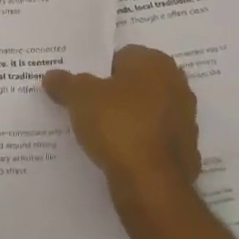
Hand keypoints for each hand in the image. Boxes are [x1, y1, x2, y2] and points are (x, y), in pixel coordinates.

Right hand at [44, 45, 201, 199]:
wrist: (151, 182)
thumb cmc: (117, 124)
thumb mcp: (79, 98)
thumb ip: (65, 83)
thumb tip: (51, 76)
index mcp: (155, 62)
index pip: (122, 56)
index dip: (99, 70)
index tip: (82, 88)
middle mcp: (176, 84)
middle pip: (137, 84)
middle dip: (115, 94)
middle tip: (88, 108)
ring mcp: (185, 119)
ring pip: (148, 112)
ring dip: (129, 119)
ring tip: (100, 134)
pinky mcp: (186, 150)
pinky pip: (155, 140)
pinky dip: (140, 144)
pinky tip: (120, 155)